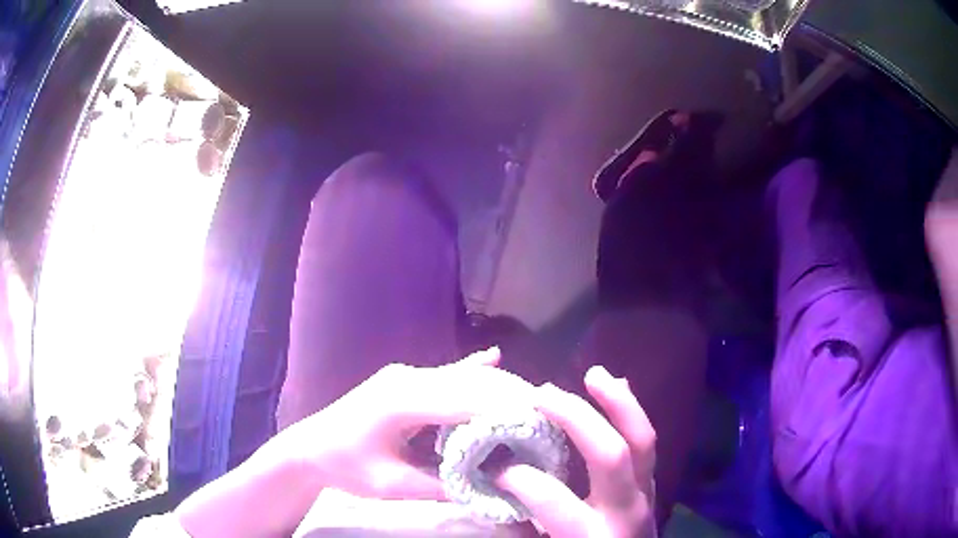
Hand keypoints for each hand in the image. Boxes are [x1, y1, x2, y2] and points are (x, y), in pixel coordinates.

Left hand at [286, 347, 540, 501]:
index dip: (506, 406)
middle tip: (548, 410)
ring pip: (461, 376)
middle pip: (469, 382)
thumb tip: (490, 488)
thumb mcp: (391, 484)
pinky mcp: (403, 381)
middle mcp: (407, 379)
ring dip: (497, 386)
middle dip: (510, 394)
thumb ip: (440, 486)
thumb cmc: (346, 466)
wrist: (309, 447)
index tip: (542, 416)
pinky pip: (445, 374)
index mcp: (401, 402)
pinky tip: (494, 357)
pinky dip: (472, 369)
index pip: (466, 399)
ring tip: (533, 399)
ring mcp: (405, 376)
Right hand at [496, 365, 656, 537]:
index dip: (519, 478)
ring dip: (618, 402)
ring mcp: (646, 494)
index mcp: (592, 537)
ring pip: (642, 439)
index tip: (494, 466)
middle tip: (541, 395)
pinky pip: (646, 442)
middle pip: (611, 455)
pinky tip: (618, 389)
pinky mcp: (651, 485)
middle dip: (576, 419)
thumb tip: (497, 489)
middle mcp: (625, 511)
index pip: (553, 500)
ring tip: (595, 373)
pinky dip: (630, 413)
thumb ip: (521, 529)